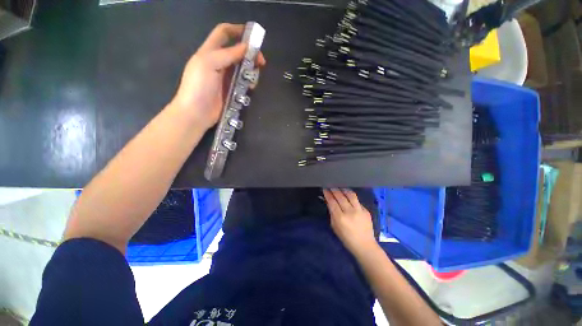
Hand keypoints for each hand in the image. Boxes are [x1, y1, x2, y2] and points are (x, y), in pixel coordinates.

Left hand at [170, 23, 265, 129]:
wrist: (196, 113)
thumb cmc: (199, 86)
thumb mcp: (209, 64)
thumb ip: (228, 54)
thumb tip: (247, 47)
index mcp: (210, 51)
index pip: (224, 33)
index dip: (237, 30)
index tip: (253, 36)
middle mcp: (219, 62)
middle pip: (238, 52)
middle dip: (250, 54)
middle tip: (261, 63)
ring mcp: (226, 78)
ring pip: (243, 68)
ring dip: (251, 71)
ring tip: (254, 80)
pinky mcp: (231, 90)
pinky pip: (243, 83)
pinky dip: (249, 83)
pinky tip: (251, 88)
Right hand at [324, 188, 377, 255]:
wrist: (365, 245)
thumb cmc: (346, 238)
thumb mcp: (335, 227)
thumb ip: (332, 213)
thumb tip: (329, 202)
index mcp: (340, 218)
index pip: (332, 202)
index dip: (328, 194)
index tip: (325, 189)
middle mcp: (350, 212)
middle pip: (340, 196)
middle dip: (334, 190)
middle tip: (331, 186)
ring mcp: (359, 210)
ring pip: (350, 195)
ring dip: (344, 190)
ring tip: (340, 188)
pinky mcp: (366, 211)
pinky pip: (357, 200)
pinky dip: (351, 197)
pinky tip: (348, 196)